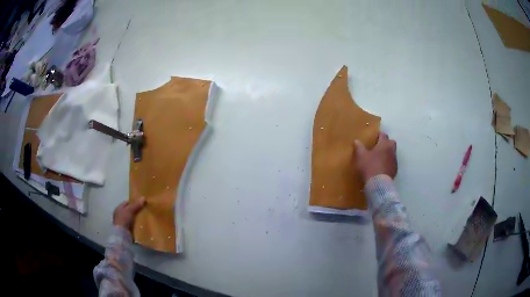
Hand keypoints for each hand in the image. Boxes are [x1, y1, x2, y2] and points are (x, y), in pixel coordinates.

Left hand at [113, 197, 145, 230]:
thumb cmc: (124, 219)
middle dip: (135, 210)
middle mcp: (119, 214)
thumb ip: (136, 205)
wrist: (122, 234)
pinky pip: (132, 224)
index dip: (133, 202)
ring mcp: (122, 222)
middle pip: (129, 210)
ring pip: (131, 218)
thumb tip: (144, 197)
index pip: (126, 203)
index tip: (141, 203)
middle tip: (143, 210)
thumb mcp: (130, 210)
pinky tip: (140, 224)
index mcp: (118, 208)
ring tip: (143, 218)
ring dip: (136, 218)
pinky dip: (135, 224)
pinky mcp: (125, 229)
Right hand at [354, 132, 397, 182]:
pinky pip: (391, 163)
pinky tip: (381, 167)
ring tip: (378, 158)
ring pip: (392, 153)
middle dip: (385, 143)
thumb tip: (356, 141)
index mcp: (384, 144)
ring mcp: (394, 161)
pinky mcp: (395, 170)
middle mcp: (392, 150)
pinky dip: (387, 163)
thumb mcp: (361, 156)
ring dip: (387, 154)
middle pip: (390, 142)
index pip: (383, 135)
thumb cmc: (370, 166)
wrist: (378, 184)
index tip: (373, 137)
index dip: (378, 135)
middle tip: (377, 147)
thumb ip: (359, 147)